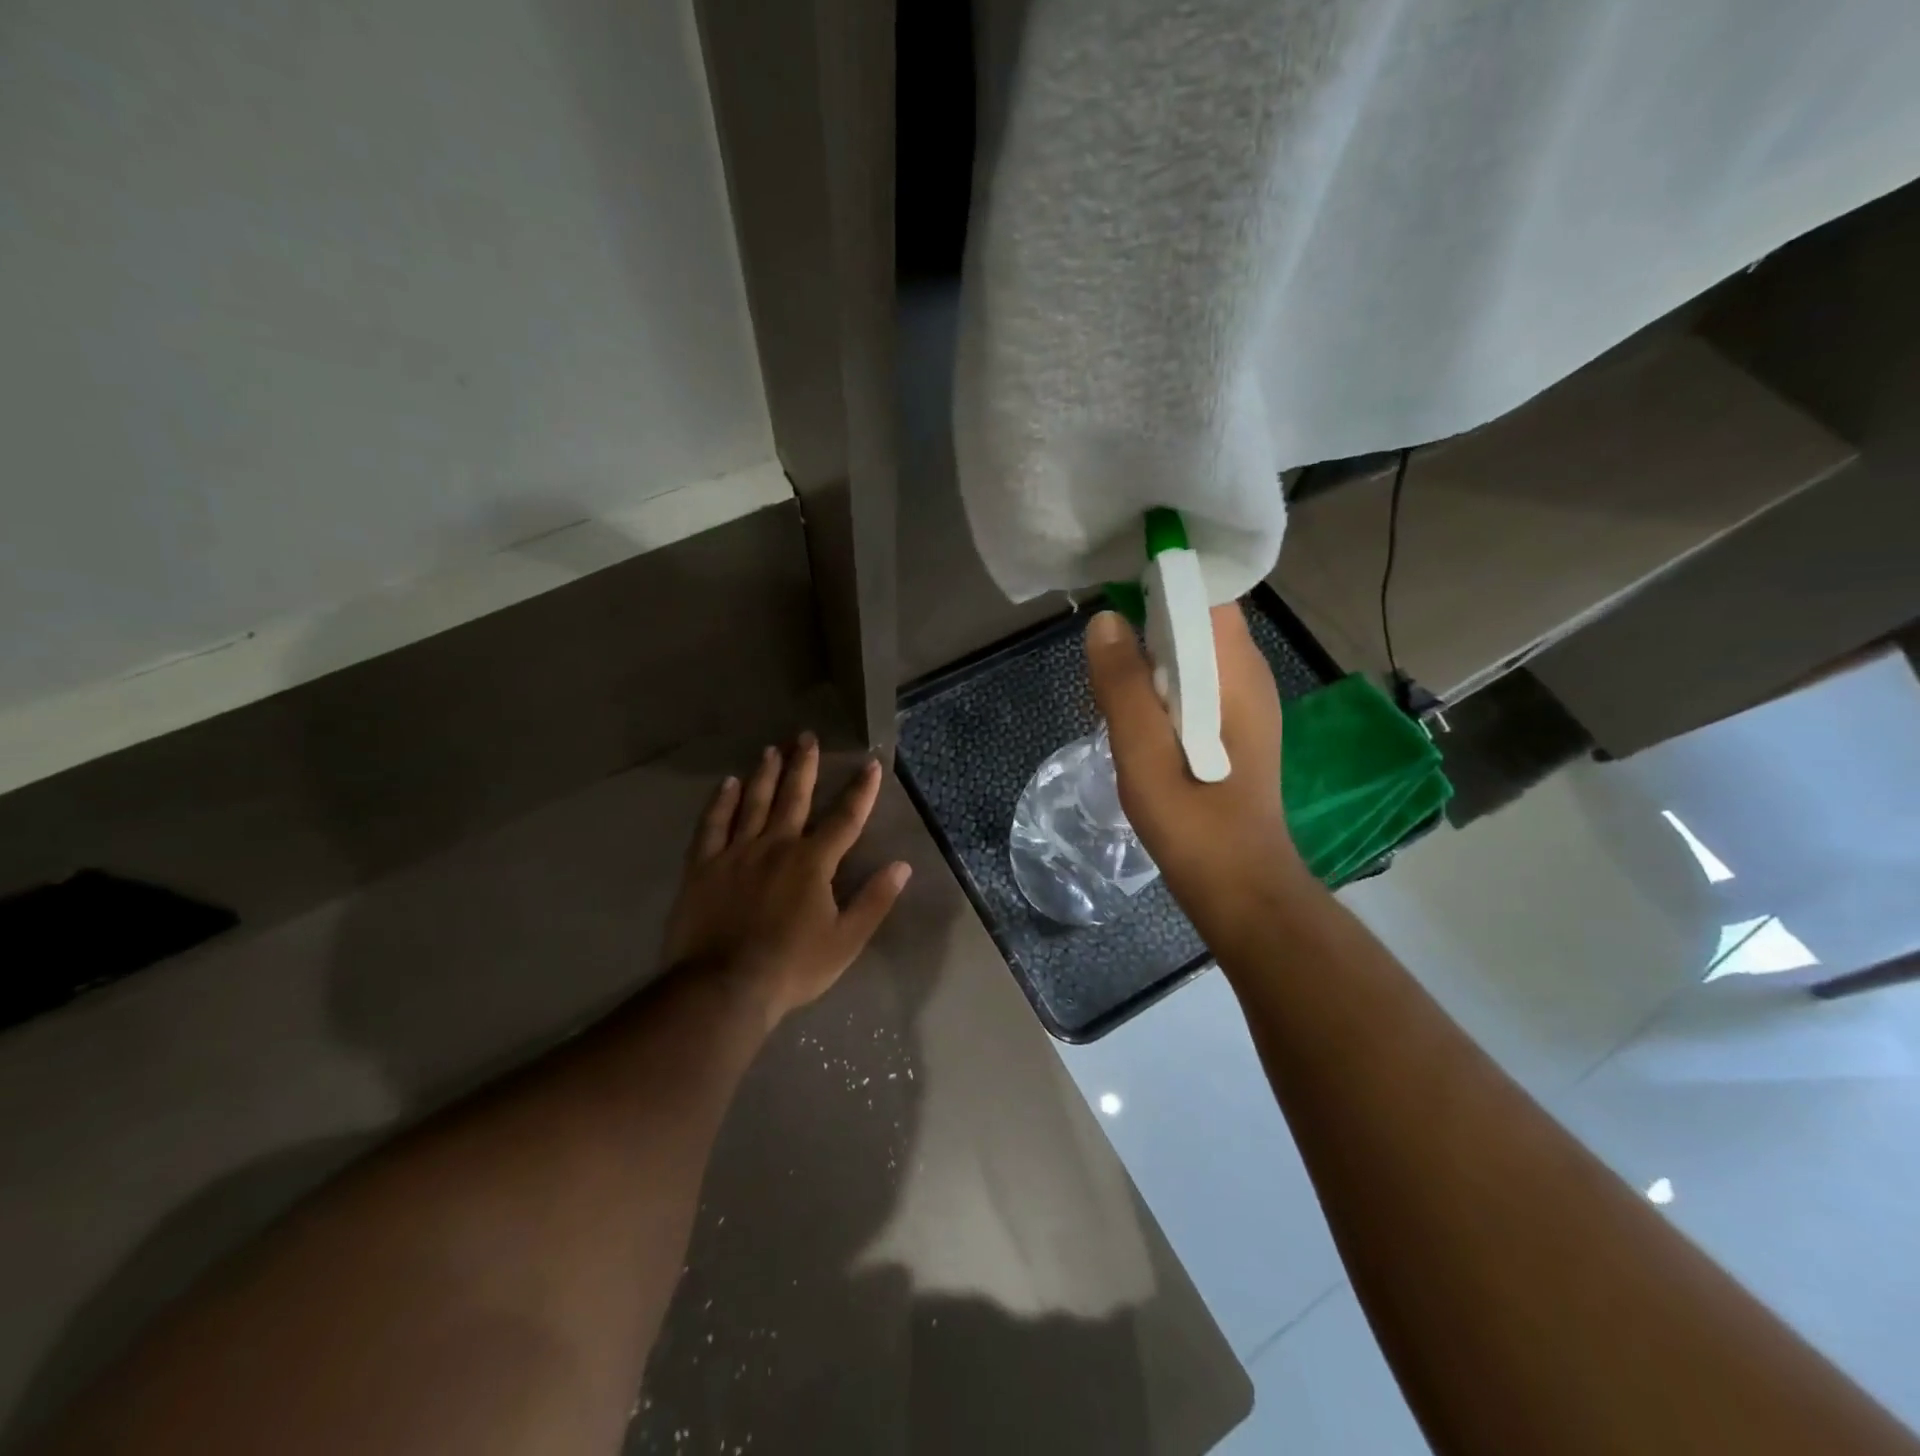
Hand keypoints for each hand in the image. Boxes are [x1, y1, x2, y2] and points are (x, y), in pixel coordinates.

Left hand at [662, 734, 911, 1030]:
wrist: (724, 987)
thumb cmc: (792, 967)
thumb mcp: (846, 940)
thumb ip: (874, 901)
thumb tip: (902, 866)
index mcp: (813, 862)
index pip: (845, 819)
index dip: (861, 791)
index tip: (871, 764)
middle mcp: (776, 845)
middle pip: (794, 797)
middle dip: (804, 765)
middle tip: (806, 736)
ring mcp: (736, 853)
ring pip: (753, 803)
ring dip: (764, 774)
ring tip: (771, 749)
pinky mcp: (703, 866)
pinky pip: (712, 825)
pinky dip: (720, 803)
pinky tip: (727, 784)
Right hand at [1084, 603, 1302, 934]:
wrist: (1241, 889)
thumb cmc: (1194, 824)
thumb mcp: (1145, 755)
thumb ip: (1123, 688)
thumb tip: (1104, 621)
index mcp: (1235, 673)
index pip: (1208, 593)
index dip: (1164, 575)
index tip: (1117, 576)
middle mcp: (1248, 676)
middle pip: (1198, 618)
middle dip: (1148, 616)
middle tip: (1100, 639)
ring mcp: (1244, 703)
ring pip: (1193, 651)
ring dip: (1151, 654)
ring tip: (1107, 677)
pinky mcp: (1234, 728)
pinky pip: (1194, 682)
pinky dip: (1161, 683)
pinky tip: (1132, 713)